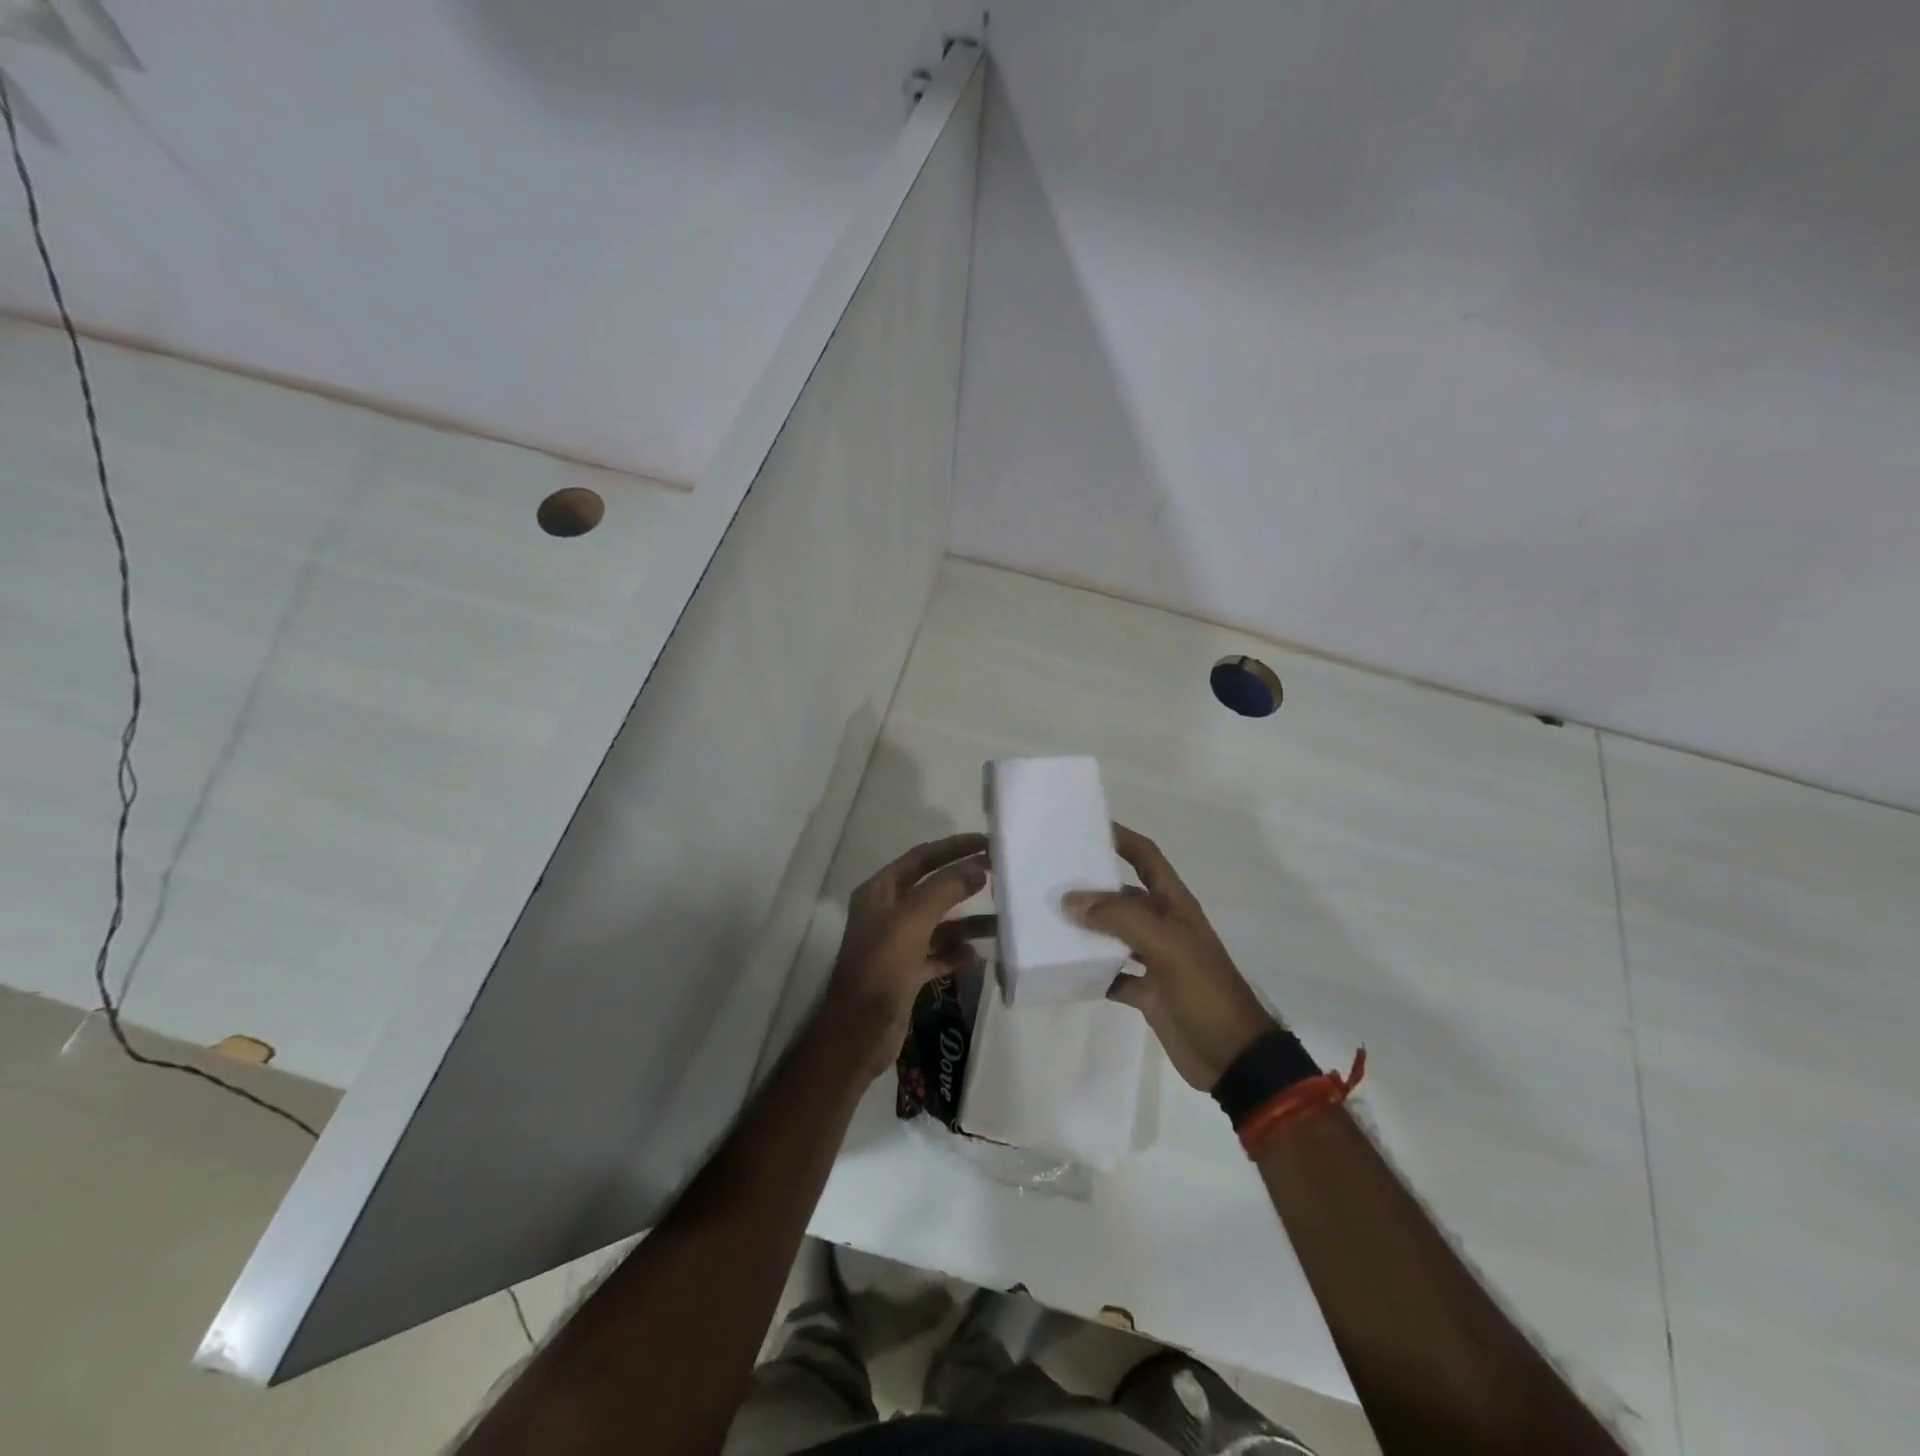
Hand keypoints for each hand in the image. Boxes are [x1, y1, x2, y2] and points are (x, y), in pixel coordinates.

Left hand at [824, 832, 993, 1077]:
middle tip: (1000, 875)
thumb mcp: (913, 920)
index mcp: (880, 892)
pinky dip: (958, 952)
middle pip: (932, 888)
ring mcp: (897, 943)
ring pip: (939, 924)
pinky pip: (939, 954)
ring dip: (968, 921)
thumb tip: (977, 868)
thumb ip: (945, 889)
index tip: (986, 842)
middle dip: (964, 882)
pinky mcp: (907, 973)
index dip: (953, 847)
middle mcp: (887, 912)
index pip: (921, 858)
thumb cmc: (882, 967)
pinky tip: (980, 954)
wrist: (859, 1032)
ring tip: (1001, 922)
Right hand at [1064, 825, 1278, 1090]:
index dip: (1122, 838)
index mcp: (1174, 905)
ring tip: (1049, 921)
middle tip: (1051, 879)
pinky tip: (1066, 970)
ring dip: (1087, 928)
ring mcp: (1155, 960)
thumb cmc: (1204, 990)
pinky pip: (1113, 974)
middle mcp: (1163, 926)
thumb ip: (1120, 918)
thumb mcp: (1166, 946)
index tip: (1085, 827)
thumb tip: (1071, 900)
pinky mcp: (1147, 992)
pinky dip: (1092, 971)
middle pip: (1123, 894)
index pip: (1147, 857)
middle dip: (1092, 886)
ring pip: (1114, 934)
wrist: (1233, 1057)